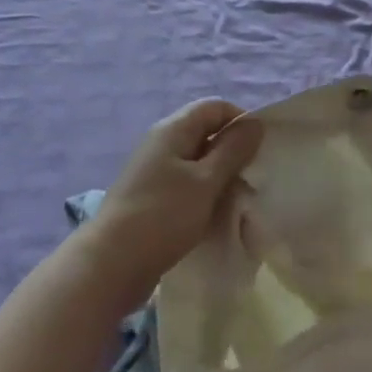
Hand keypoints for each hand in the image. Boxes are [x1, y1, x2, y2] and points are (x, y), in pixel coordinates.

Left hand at [80, 100, 263, 309]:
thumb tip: (255, 122)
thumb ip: (232, 150)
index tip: (261, 150)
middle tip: (254, 177)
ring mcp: (153, 171)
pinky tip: (215, 215)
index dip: (241, 121)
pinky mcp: (151, 197)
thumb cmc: (162, 216)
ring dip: (219, 176)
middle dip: (233, 151)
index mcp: (172, 129)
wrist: (110, 264)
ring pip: (197, 162)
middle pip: (205, 132)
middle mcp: (161, 143)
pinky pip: (186, 184)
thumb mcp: (205, 181)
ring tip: (239, 199)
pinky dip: (204, 194)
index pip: (215, 107)